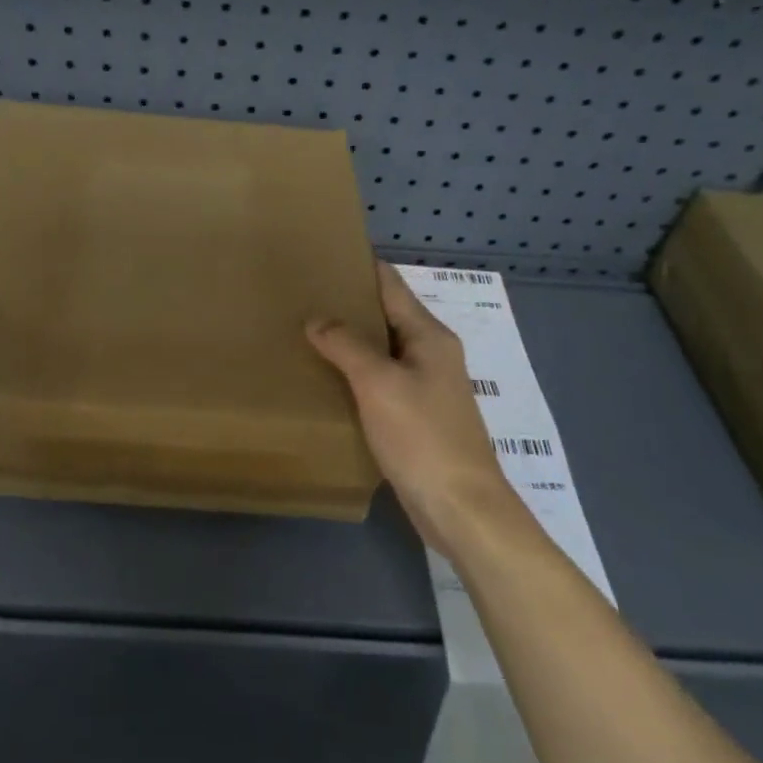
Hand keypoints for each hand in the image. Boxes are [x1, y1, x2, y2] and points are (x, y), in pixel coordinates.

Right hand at [307, 263, 528, 556]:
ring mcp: (425, 387)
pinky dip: (355, 374)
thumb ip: (346, 345)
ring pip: (382, 351)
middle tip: (302, 295)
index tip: (322, 255)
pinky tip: (326, 378)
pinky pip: (380, 382)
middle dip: (348, 304)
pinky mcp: (416, 417)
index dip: (360, 267)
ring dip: (349, 341)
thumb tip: (317, 319)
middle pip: (386, 316)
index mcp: (429, 336)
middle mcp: (430, 354)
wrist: (460, 506)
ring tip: (305, 331)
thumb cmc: (422, 437)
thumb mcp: (379, 384)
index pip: (391, 285)